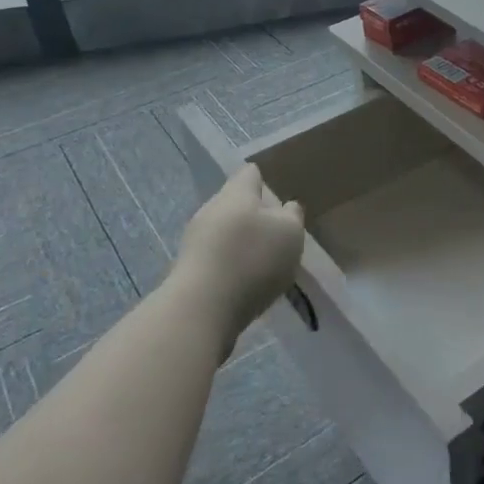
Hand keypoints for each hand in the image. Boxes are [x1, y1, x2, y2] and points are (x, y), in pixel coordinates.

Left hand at [173, 165, 305, 346]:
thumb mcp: (290, 232)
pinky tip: (249, 281)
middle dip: (256, 214)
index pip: (250, 173)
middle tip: (280, 231)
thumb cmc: (252, 259)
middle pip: (236, 203)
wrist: (201, 310)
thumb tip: (286, 207)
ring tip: (268, 260)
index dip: (266, 178)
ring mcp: (196, 240)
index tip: (281, 190)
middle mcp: (212, 209)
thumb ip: (292, 215)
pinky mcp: (191, 270)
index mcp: (236, 193)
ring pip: (226, 232)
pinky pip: (218, 258)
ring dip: (245, 242)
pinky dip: (234, 265)